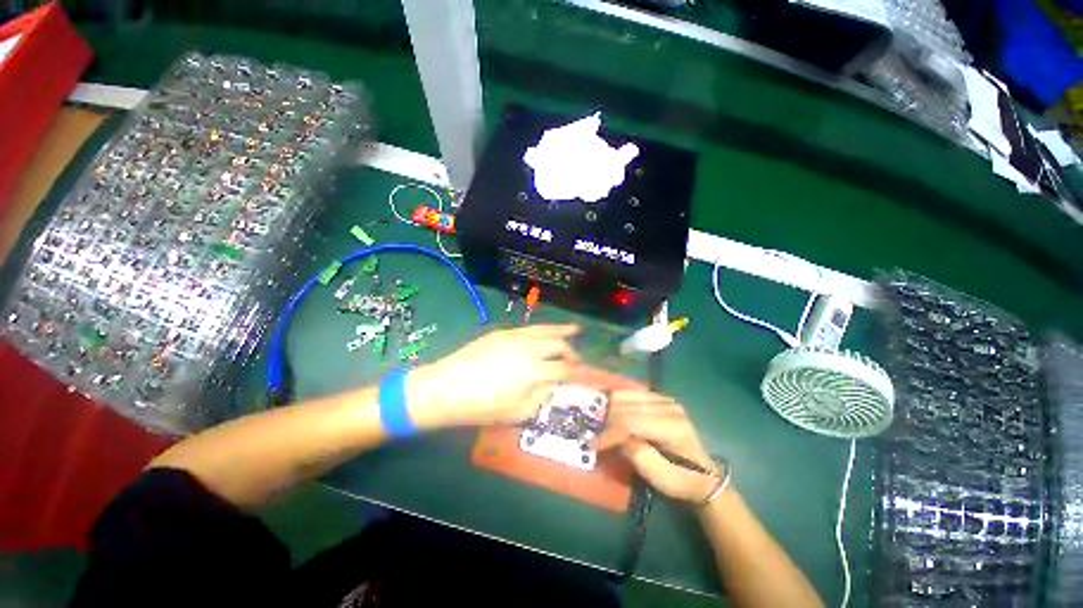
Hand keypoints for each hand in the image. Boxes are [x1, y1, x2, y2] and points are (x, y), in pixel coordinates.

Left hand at [406, 324, 580, 428]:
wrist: (446, 387)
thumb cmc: (481, 407)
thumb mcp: (516, 412)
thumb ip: (541, 397)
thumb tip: (553, 386)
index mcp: (533, 371)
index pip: (564, 369)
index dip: (576, 372)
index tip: (583, 375)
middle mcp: (528, 349)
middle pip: (558, 346)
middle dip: (571, 353)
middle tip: (575, 361)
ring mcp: (515, 337)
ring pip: (545, 330)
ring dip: (562, 331)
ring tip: (575, 329)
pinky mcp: (502, 332)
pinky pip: (528, 328)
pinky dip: (543, 329)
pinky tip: (547, 330)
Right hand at [597, 390, 721, 502]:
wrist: (704, 476)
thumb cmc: (682, 481)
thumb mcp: (662, 479)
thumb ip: (639, 457)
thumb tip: (618, 440)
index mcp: (672, 427)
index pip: (630, 421)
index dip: (609, 432)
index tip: (593, 444)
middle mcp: (668, 406)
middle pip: (625, 404)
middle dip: (607, 420)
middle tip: (598, 436)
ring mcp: (664, 399)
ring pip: (625, 394)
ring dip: (611, 409)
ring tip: (605, 426)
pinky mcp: (660, 398)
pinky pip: (631, 393)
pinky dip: (618, 402)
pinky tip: (613, 414)